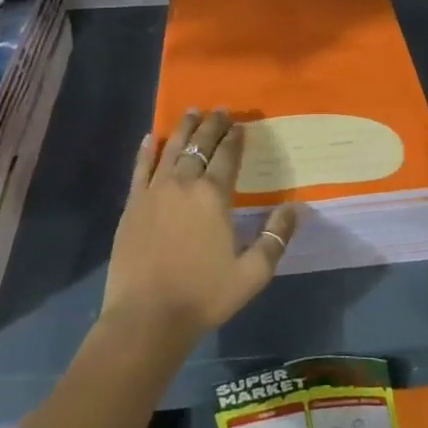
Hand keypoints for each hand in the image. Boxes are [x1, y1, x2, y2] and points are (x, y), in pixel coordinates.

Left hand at [101, 109, 299, 345]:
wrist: (146, 318)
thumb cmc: (203, 295)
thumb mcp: (252, 274)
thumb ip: (275, 238)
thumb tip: (296, 209)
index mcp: (213, 196)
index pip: (227, 156)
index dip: (234, 138)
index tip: (240, 124)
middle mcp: (184, 184)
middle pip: (199, 145)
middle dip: (211, 125)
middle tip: (219, 109)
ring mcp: (154, 192)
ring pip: (171, 149)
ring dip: (183, 129)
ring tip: (192, 111)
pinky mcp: (132, 206)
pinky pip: (140, 169)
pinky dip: (147, 151)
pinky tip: (150, 138)